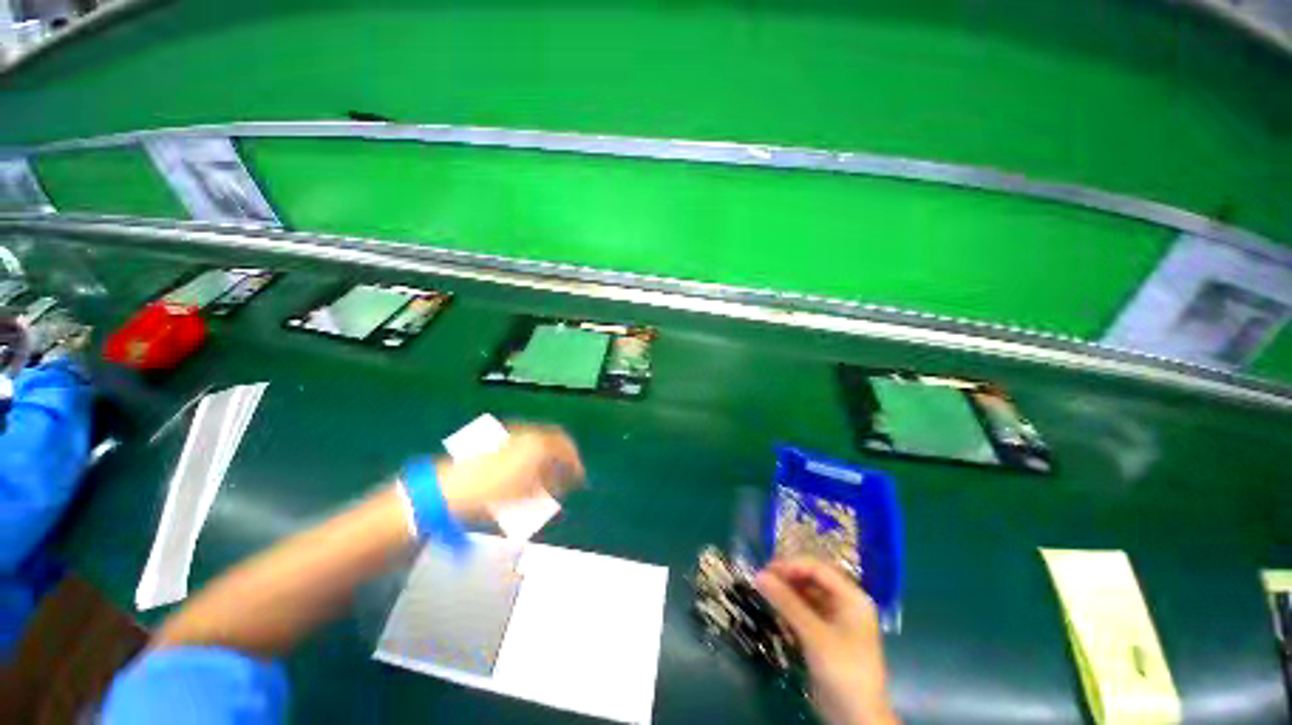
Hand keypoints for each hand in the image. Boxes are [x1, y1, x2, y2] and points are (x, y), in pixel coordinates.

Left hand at [436, 425, 584, 519]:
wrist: (449, 489)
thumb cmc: (492, 493)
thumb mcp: (527, 493)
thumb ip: (550, 484)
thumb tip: (563, 481)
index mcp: (537, 443)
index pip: (566, 445)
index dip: (575, 461)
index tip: (579, 477)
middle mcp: (526, 433)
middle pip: (552, 441)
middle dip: (560, 458)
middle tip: (563, 477)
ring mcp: (509, 435)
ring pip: (536, 443)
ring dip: (544, 458)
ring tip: (543, 479)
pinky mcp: (494, 441)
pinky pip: (521, 445)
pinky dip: (529, 457)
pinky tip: (523, 473)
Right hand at [756, 558, 897, 724]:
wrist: (857, 719)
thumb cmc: (843, 670)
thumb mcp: (814, 635)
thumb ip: (787, 603)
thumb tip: (758, 575)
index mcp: (852, 597)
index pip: (817, 568)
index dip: (791, 565)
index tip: (765, 569)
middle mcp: (845, 603)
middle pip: (812, 579)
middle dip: (787, 579)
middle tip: (762, 581)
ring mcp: (837, 620)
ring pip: (807, 595)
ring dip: (787, 595)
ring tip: (766, 596)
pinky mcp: (826, 635)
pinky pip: (806, 612)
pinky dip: (791, 612)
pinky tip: (778, 617)